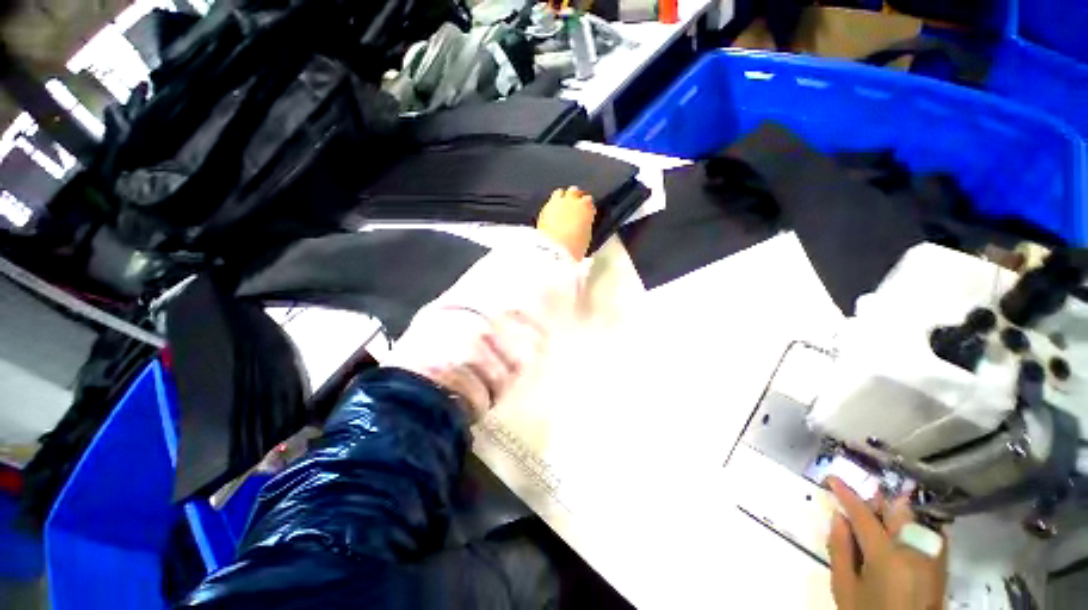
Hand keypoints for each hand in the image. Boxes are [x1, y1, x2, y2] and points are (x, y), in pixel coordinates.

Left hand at [537, 186, 595, 260]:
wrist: (555, 250)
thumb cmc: (575, 246)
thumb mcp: (586, 237)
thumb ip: (585, 225)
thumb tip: (582, 225)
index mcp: (586, 207)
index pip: (588, 200)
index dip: (587, 207)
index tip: (586, 212)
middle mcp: (571, 200)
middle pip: (574, 191)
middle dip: (575, 197)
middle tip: (574, 206)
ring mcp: (556, 203)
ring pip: (559, 193)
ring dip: (561, 198)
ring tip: (561, 207)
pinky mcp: (543, 209)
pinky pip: (549, 203)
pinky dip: (551, 207)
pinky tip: (551, 215)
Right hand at [827, 477, 947, 609]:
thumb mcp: (844, 587)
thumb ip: (840, 550)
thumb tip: (838, 517)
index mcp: (886, 556)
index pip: (864, 516)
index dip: (846, 495)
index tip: (832, 478)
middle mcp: (914, 552)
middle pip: (897, 512)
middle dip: (877, 502)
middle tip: (861, 503)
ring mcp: (932, 559)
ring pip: (915, 520)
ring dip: (895, 512)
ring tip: (880, 517)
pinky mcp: (942, 567)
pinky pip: (930, 534)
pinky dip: (914, 526)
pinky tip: (902, 531)